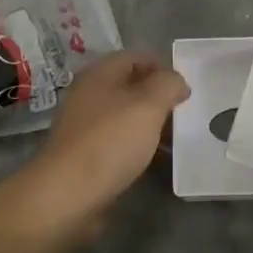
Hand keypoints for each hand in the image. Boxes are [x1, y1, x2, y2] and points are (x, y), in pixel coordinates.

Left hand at [30, 50, 189, 227]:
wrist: (67, 195)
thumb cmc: (110, 141)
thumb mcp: (149, 105)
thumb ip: (168, 84)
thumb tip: (177, 82)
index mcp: (100, 73)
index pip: (137, 57)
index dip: (163, 67)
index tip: (185, 89)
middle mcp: (90, 94)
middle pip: (132, 86)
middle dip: (159, 97)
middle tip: (184, 114)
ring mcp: (85, 126)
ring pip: (126, 116)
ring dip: (150, 124)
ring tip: (176, 139)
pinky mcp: (86, 155)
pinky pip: (118, 142)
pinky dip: (138, 146)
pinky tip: (153, 160)